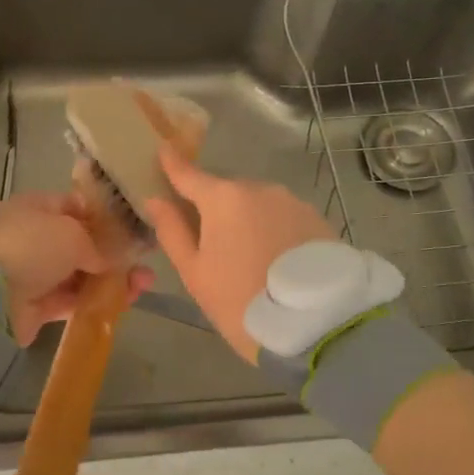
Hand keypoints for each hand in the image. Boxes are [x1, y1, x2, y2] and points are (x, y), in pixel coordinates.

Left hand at [0, 192, 155, 345]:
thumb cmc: (34, 247)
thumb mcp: (72, 233)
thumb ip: (96, 244)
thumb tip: (105, 261)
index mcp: (35, 209)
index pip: (74, 207)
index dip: (103, 217)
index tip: (131, 228)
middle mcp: (34, 238)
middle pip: (80, 244)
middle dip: (113, 253)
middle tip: (144, 260)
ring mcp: (34, 273)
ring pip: (80, 275)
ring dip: (111, 280)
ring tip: (145, 284)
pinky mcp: (36, 306)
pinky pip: (73, 300)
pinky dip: (96, 301)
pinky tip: (125, 302)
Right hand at [143, 149, 336, 362]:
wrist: (314, 325)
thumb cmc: (240, 301)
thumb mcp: (195, 273)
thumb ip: (172, 231)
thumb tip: (155, 200)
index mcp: (224, 198)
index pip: (189, 174)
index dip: (173, 164)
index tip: (163, 149)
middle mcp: (260, 189)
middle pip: (226, 192)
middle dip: (215, 207)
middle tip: (211, 242)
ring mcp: (293, 202)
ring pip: (258, 204)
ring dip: (248, 219)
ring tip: (249, 257)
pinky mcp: (318, 219)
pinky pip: (284, 217)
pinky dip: (274, 230)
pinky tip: (275, 259)